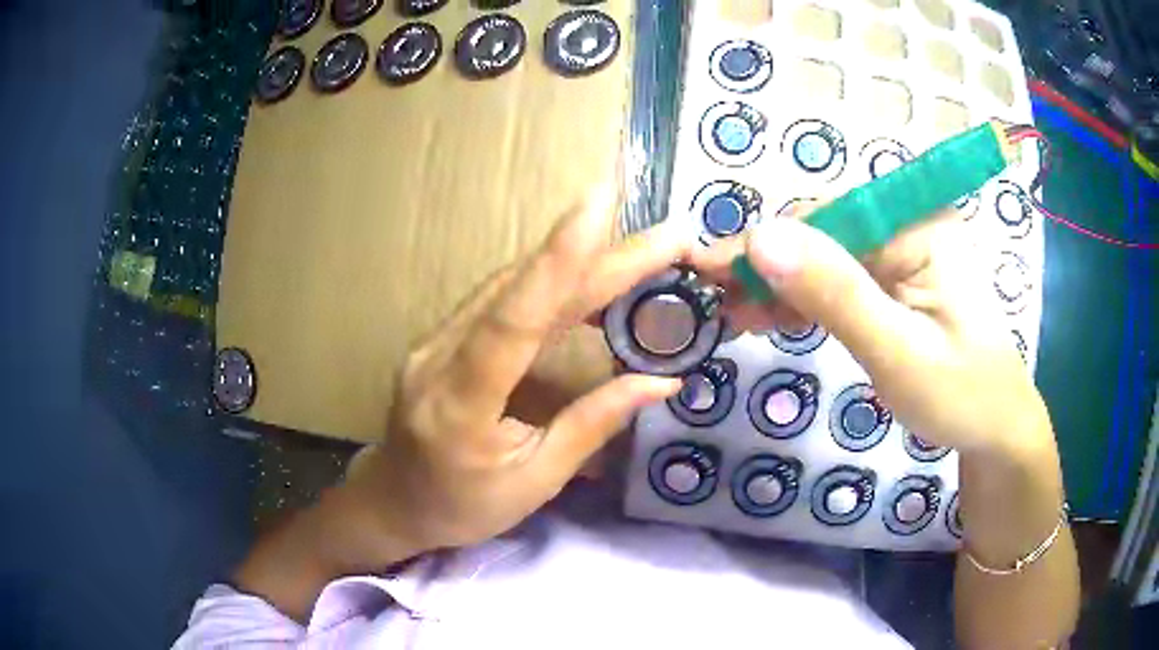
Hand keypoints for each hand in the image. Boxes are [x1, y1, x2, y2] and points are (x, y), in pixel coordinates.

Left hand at [343, 188, 686, 555]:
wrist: (393, 501)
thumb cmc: (461, 507)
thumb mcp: (533, 483)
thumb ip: (592, 426)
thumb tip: (660, 382)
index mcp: (459, 405)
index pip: (511, 322)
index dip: (556, 262)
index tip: (599, 208)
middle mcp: (439, 356)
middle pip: (522, 292)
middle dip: (596, 255)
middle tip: (665, 235)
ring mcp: (436, 340)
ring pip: (511, 285)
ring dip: (577, 261)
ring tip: (642, 250)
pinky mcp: (443, 336)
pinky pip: (502, 298)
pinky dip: (550, 280)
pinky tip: (589, 273)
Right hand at [701, 206, 1051, 455]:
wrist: (995, 430)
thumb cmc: (961, 396)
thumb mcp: (898, 352)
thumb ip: (835, 294)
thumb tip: (761, 238)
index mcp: (919, 225)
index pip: (827, 217)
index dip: (765, 243)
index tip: (706, 274)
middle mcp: (908, 224)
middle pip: (821, 233)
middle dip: (767, 268)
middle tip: (713, 306)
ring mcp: (902, 252)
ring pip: (823, 257)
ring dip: (778, 285)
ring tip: (733, 317)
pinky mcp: (895, 280)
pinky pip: (839, 280)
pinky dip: (803, 300)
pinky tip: (771, 318)